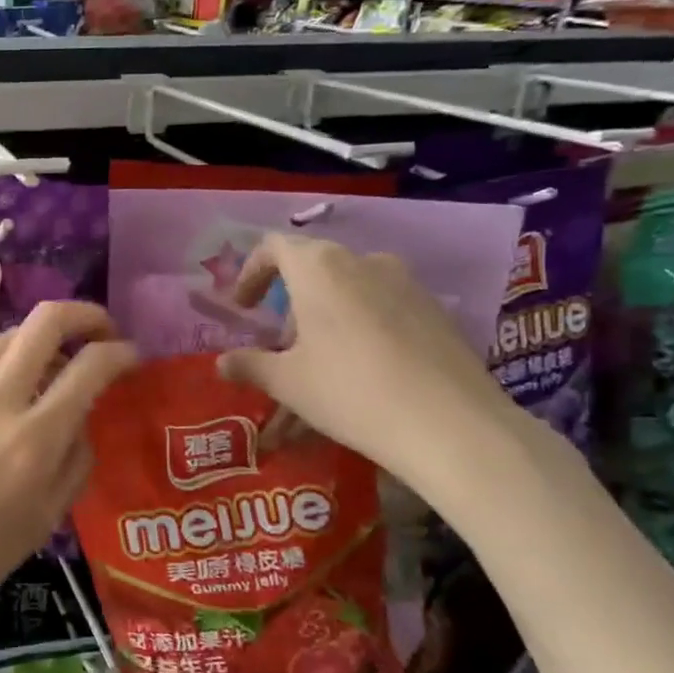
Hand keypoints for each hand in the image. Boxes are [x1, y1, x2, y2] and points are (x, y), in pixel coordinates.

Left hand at [0, 301, 138, 644]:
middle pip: (44, 321)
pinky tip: (3, 409)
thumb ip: (75, 460)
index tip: (131, 355)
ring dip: (41, 341)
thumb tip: (83, 419)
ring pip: (8, 339)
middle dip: (83, 313)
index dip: (120, 352)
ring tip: (55, 368)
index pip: (90, 366)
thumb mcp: (45, 519)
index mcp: (33, 440)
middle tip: (101, 330)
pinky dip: (4, 376)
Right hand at [218, 234, 522, 490]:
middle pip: (313, 273)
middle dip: (290, 312)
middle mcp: (363, 262)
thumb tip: (221, 363)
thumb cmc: (350, 391)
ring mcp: (406, 284)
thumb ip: (249, 366)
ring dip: (325, 324)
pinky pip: (382, 311)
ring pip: (349, 295)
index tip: (242, 308)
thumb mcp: (288, 382)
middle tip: (281, 354)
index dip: (251, 273)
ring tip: (319, 372)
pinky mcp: (435, 311)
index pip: (274, 247)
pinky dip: (360, 332)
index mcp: (319, 267)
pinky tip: (363, 375)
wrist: (451, 425)